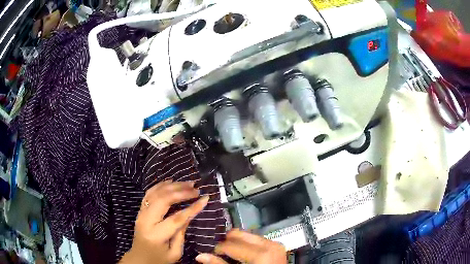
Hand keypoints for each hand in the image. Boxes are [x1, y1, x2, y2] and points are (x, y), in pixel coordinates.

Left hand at [120, 180, 208, 263]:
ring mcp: (141, 213)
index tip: (205, 199)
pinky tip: (171, 182)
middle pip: (163, 200)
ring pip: (155, 193)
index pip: (176, 218)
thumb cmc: (159, 259)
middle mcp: (146, 221)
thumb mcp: (174, 253)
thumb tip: (189, 215)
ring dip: (172, 186)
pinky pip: (149, 193)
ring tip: (188, 183)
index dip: (192, 208)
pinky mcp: (140, 210)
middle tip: (196, 189)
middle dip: (181, 192)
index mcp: (156, 235)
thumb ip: (181, 234)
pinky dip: (160, 185)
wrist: (139, 258)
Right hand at [195, 229, 286, 263]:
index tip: (212, 253)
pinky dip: (247, 244)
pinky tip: (243, 252)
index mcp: (260, 253)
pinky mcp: (277, 246)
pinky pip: (257, 240)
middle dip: (227, 241)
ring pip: (248, 235)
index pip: (231, 245)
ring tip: (231, 252)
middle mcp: (269, 244)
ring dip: (237, 242)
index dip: (218, 248)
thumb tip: (200, 256)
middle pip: (240, 234)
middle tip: (220, 250)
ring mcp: (275, 244)